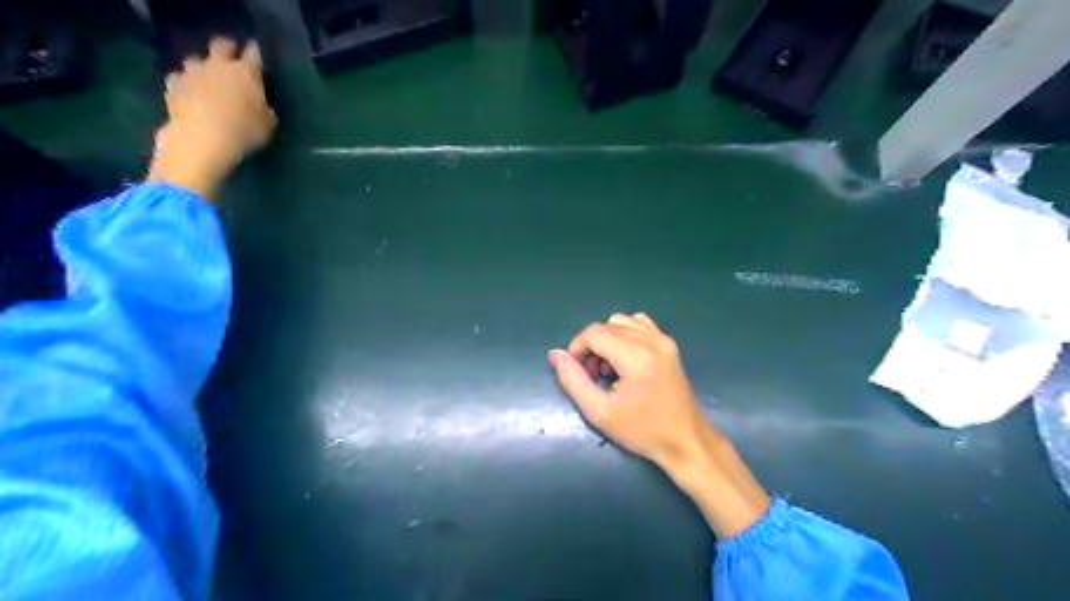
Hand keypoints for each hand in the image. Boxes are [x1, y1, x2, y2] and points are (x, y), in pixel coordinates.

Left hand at [146, 37, 273, 202]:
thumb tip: (263, 107)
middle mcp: (218, 66)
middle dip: (227, 48)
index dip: (255, 52)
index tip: (256, 54)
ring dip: (202, 67)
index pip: (253, 54)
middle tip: (231, 56)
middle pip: (220, 45)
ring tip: (207, 79)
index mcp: (246, 73)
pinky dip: (184, 83)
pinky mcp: (173, 86)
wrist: (201, 139)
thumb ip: (265, 111)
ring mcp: (192, 74)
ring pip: (195, 60)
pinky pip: (178, 78)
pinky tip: (189, 93)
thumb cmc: (243, 132)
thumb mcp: (268, 126)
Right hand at [552, 311, 707, 470]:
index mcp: (635, 356)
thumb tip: (555, 354)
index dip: (576, 348)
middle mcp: (651, 340)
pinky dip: (625, 335)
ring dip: (607, 339)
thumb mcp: (599, 412)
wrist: (685, 441)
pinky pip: (639, 324)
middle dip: (591, 346)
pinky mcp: (669, 344)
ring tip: (608, 368)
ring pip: (621, 321)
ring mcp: (663, 339)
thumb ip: (573, 380)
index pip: (593, 333)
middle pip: (606, 325)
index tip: (577, 372)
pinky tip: (624, 358)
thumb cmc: (642, 431)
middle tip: (592, 376)